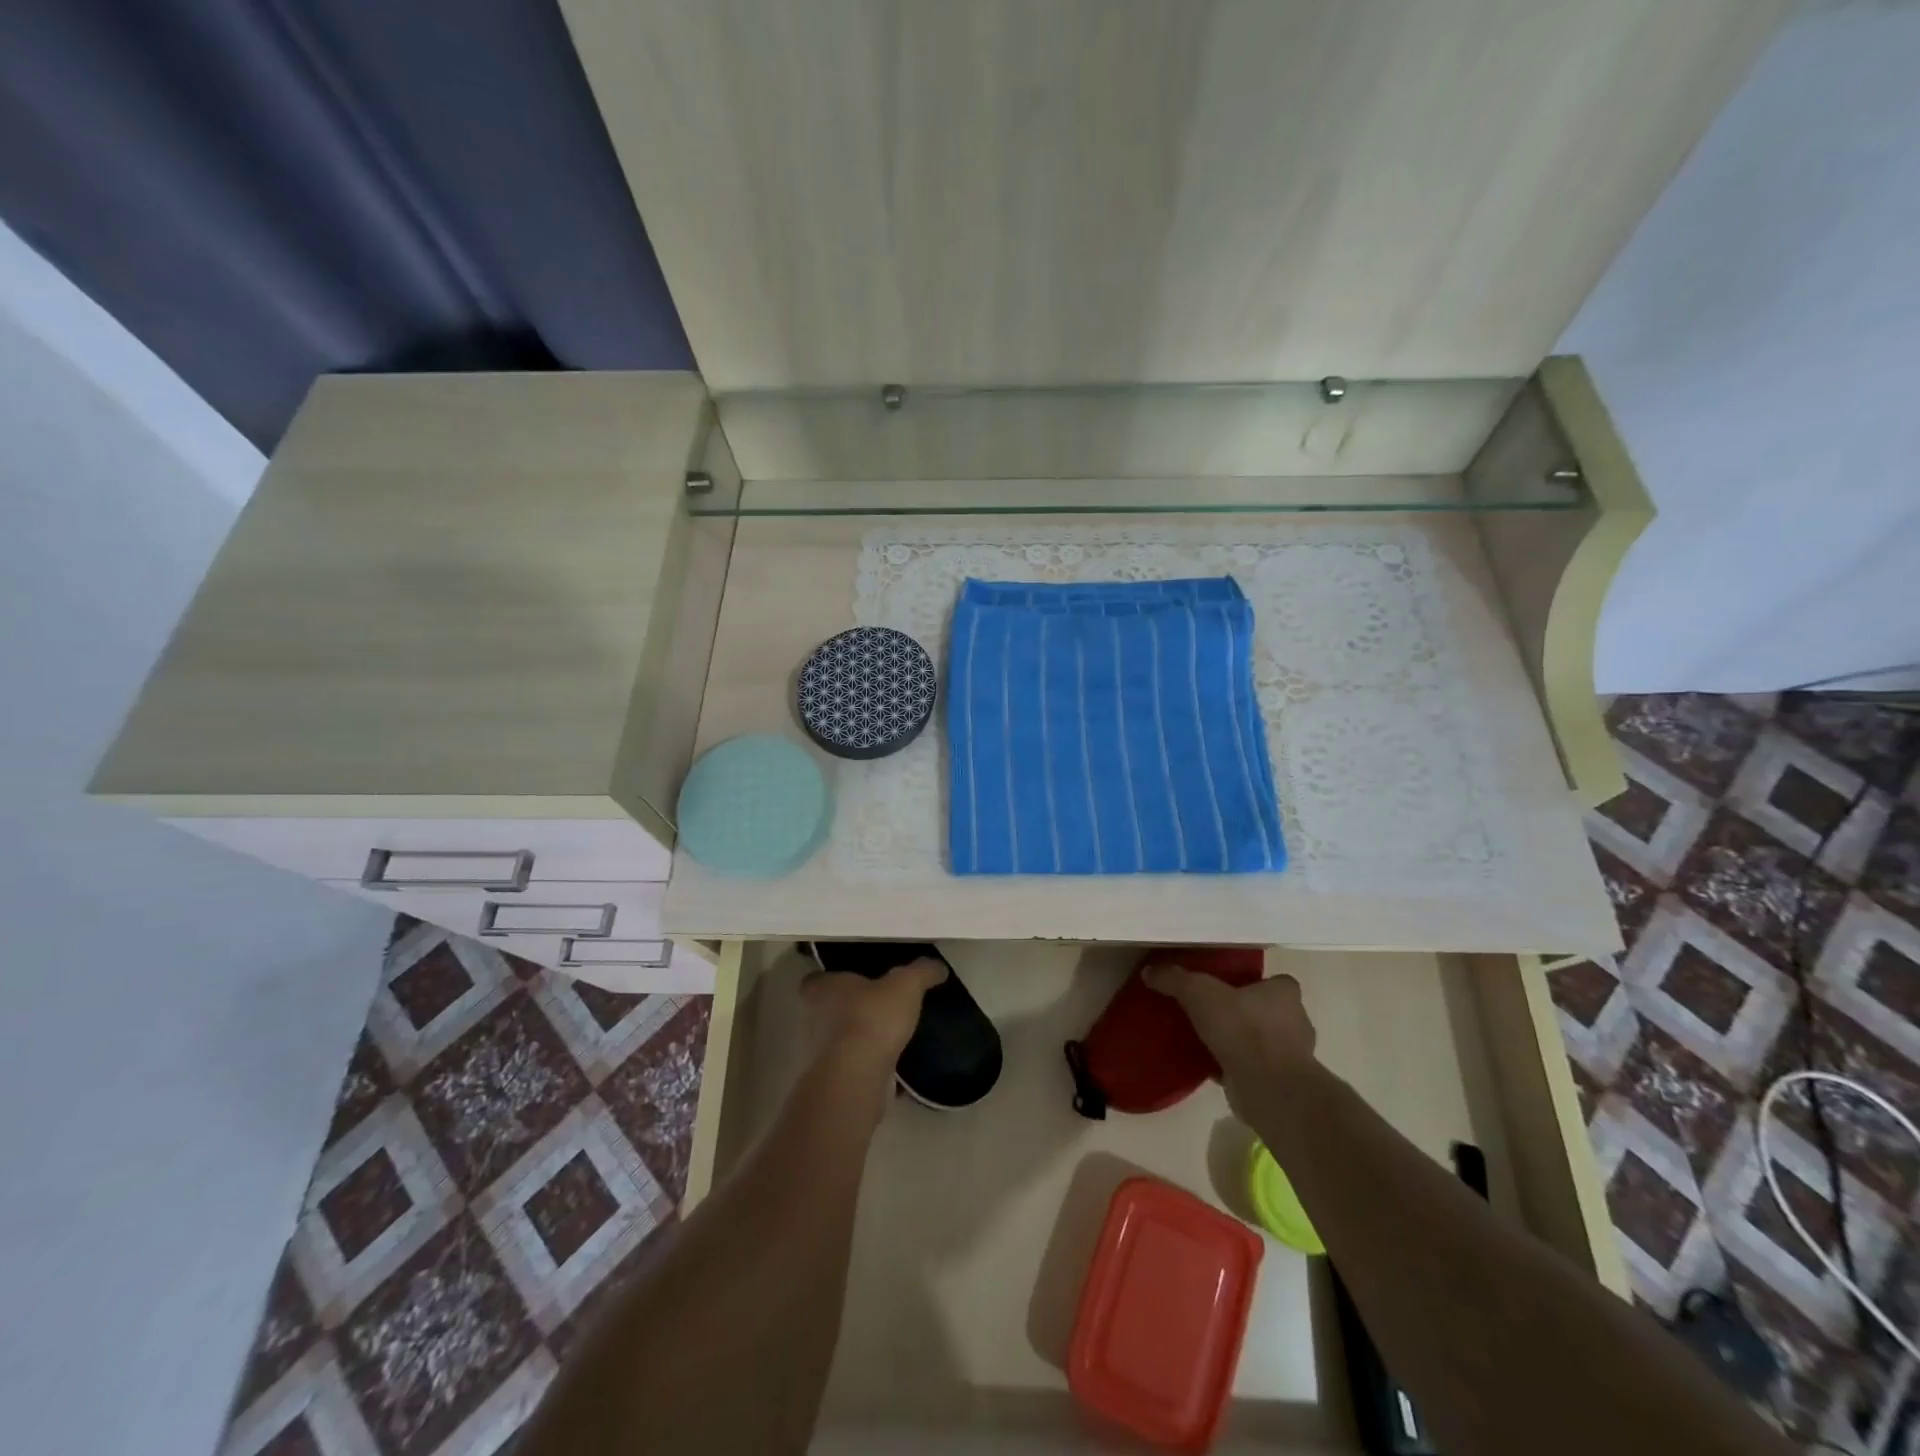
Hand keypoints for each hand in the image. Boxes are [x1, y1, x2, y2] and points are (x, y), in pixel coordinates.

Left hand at [800, 957, 946, 1066]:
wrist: (858, 1075)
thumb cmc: (872, 1017)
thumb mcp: (906, 985)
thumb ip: (921, 972)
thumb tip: (938, 966)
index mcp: (822, 989)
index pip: (816, 980)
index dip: (832, 980)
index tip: (853, 981)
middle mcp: (813, 1018)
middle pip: (827, 1010)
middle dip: (849, 1010)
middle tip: (878, 1007)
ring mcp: (820, 1053)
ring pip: (839, 1040)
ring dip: (859, 1039)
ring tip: (889, 1037)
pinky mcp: (833, 1079)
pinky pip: (853, 1067)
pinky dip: (869, 1067)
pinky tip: (893, 1067)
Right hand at [1144, 967, 1317, 1116]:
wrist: (1268, 1088)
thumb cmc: (1243, 1029)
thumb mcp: (1199, 993)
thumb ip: (1175, 979)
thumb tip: (1150, 971)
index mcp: (1285, 994)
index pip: (1276, 982)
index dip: (1254, 983)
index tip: (1229, 988)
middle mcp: (1296, 1022)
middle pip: (1269, 1012)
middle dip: (1245, 1014)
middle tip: (1213, 1013)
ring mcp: (1292, 1057)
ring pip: (1263, 1043)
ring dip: (1241, 1043)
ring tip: (1208, 1041)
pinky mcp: (1281, 1084)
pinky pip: (1254, 1069)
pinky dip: (1235, 1068)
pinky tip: (1210, 1068)